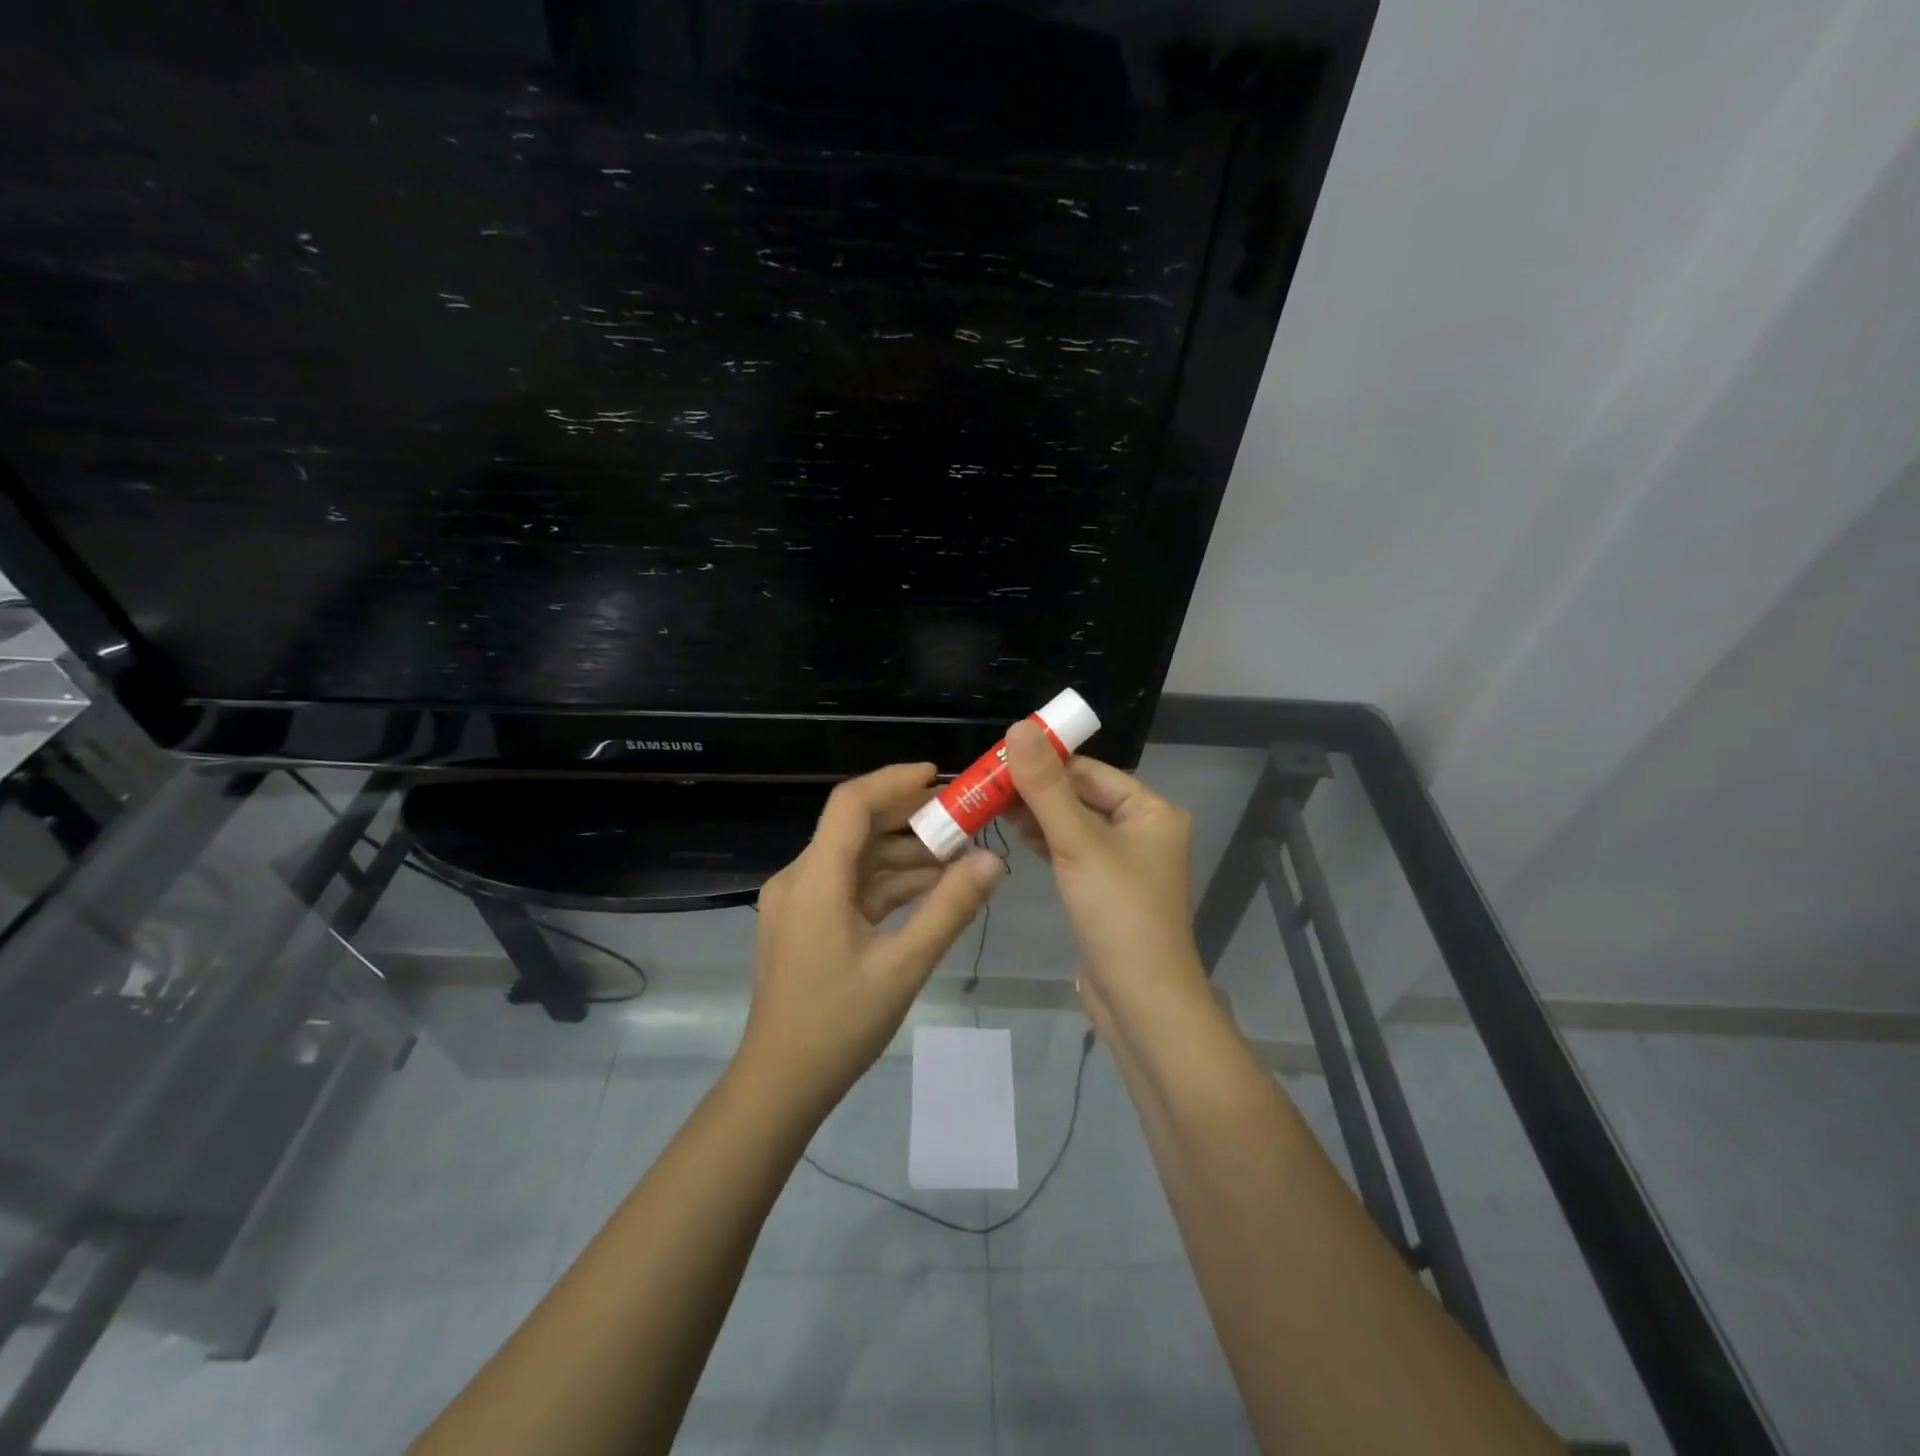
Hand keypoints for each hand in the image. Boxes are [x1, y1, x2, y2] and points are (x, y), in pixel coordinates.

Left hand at [740, 763, 1005, 1110]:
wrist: (779, 1084)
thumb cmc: (838, 1026)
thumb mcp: (904, 967)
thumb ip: (949, 910)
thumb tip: (992, 863)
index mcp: (815, 880)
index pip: (851, 804)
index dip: (894, 781)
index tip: (938, 777)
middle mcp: (799, 879)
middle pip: (854, 828)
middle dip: (908, 819)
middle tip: (961, 819)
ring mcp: (797, 902)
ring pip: (855, 859)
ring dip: (902, 855)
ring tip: (957, 858)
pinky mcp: (803, 923)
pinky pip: (848, 887)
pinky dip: (886, 884)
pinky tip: (928, 890)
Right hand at [1002, 723, 1207, 1032]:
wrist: (1141, 1002)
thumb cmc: (1117, 914)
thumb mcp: (1078, 843)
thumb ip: (1046, 787)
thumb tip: (1020, 727)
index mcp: (1151, 811)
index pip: (1089, 770)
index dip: (1044, 761)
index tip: (998, 759)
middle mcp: (1143, 830)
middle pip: (1081, 795)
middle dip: (1037, 790)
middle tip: (986, 785)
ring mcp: (1125, 862)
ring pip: (1074, 824)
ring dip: (1038, 815)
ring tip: (992, 807)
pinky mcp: (1106, 889)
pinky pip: (1074, 851)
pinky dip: (1047, 842)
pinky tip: (1017, 835)